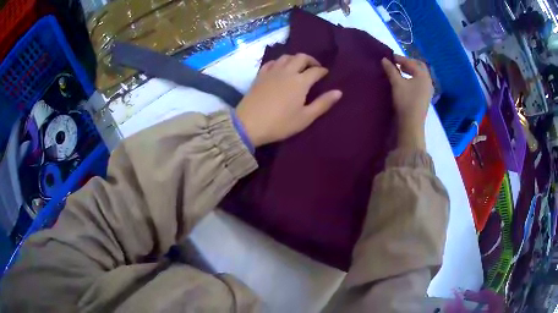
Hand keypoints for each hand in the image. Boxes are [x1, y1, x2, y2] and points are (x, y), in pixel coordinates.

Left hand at [236, 54, 341, 146]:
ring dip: (295, 59)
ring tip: (298, 67)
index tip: (326, 74)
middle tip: (314, 68)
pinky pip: (271, 62)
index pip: (316, 70)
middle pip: (301, 57)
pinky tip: (280, 68)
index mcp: (300, 81)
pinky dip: (279, 62)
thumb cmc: (280, 123)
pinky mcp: (260, 75)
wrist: (249, 124)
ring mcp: (272, 71)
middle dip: (311, 60)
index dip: (323, 71)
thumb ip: (323, 103)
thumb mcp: (305, 117)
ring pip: (286, 57)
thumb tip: (339, 92)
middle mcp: (287, 71)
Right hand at [381, 55, 432, 149]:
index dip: (400, 58)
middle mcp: (428, 81)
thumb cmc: (405, 101)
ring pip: (420, 75)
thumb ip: (391, 70)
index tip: (390, 57)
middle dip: (408, 63)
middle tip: (398, 63)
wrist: (411, 123)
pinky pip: (420, 83)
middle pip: (419, 67)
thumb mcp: (396, 83)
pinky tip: (406, 82)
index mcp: (423, 75)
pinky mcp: (425, 97)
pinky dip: (413, 78)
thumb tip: (384, 59)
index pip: (411, 62)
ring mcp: (428, 90)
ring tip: (400, 71)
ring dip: (411, 71)